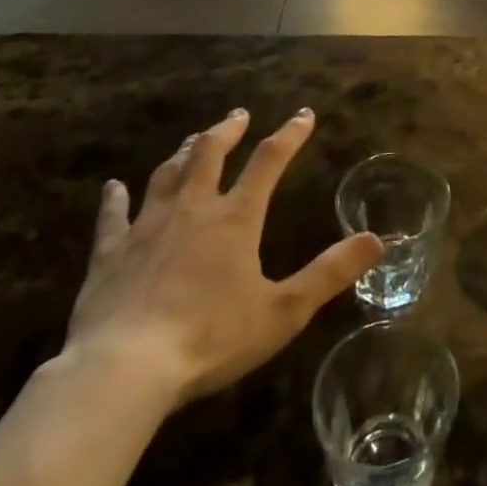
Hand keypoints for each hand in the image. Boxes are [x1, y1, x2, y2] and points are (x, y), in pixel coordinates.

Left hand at [61, 109, 383, 408]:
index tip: (304, 115)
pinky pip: (113, 217)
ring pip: (167, 175)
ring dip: (183, 153)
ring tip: (193, 139)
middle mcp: (193, 208)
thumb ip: (329, 273)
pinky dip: (114, 199)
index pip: (269, 161)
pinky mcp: (109, 254)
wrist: (124, 369)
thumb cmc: (210, 338)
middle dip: (227, 130)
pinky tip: (112, 187)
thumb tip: (377, 240)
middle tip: (238, 115)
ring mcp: (147, 227)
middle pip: (211, 153)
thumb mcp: (283, 311)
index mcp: (236, 218)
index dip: (289, 134)